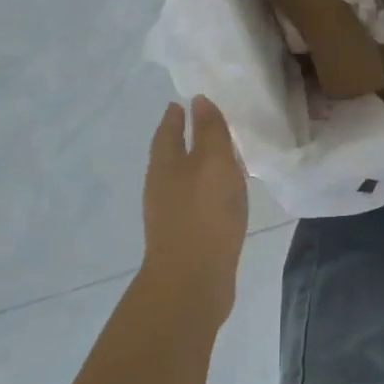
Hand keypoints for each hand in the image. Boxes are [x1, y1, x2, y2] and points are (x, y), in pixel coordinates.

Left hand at [141, 96, 248, 326]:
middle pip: (170, 154)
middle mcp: (161, 186)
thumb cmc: (204, 213)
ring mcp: (169, 214)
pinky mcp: (183, 237)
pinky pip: (194, 202)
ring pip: (182, 179)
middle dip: (184, 138)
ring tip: (220, 157)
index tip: (184, 101)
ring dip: (197, 165)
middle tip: (205, 123)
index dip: (175, 115)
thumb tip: (198, 100)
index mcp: (164, 164)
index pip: (167, 130)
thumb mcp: (214, 162)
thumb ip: (209, 130)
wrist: (191, 283)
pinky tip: (223, 196)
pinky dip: (206, 190)